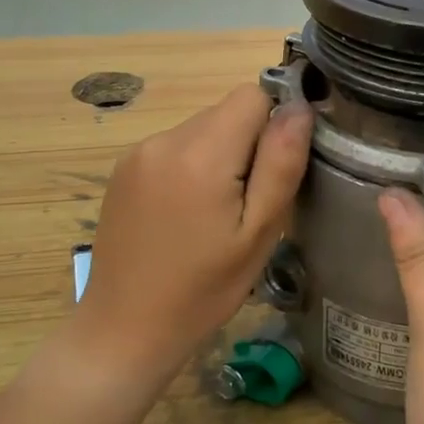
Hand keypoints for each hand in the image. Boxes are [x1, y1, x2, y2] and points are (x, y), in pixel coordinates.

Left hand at [75, 86, 312, 383]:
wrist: (125, 328)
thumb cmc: (204, 289)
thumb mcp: (259, 233)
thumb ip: (281, 164)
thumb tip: (300, 108)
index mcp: (201, 153)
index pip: (253, 95)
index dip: (275, 124)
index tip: (276, 170)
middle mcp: (164, 139)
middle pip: (227, 112)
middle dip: (249, 145)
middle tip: (249, 204)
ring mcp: (139, 153)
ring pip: (203, 129)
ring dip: (221, 156)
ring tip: (217, 214)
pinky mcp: (124, 169)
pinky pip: (176, 147)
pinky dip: (193, 167)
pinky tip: (188, 214)